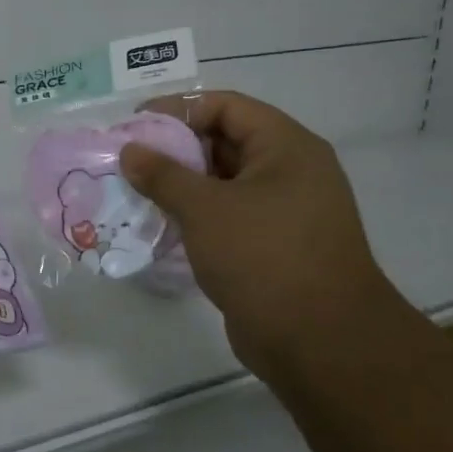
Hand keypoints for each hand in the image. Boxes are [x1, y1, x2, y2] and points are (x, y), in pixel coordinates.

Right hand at [121, 92, 400, 380]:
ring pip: (223, 182)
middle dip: (175, 149)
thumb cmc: (265, 258)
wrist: (323, 345)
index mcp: (286, 147)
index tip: (136, 126)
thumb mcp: (205, 208)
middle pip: (224, 141)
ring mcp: (285, 211)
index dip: (178, 109)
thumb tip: (130, 151)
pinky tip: (161, 225)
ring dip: (181, 185)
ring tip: (136, 192)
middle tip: (130, 160)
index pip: (226, 106)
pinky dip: (196, 215)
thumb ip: (163, 175)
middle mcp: (290, 171)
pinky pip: (228, 215)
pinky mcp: (274, 246)